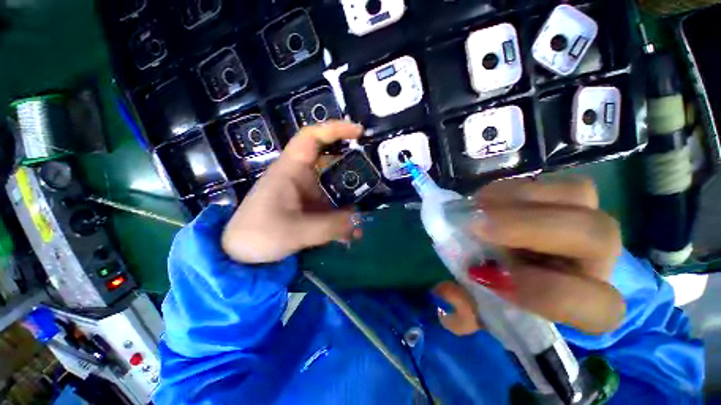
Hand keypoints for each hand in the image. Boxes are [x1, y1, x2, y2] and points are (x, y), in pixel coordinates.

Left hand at [222, 121, 362, 263]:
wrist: (241, 254)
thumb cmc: (259, 234)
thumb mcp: (296, 232)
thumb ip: (331, 227)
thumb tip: (359, 221)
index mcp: (291, 170)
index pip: (312, 137)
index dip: (335, 129)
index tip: (359, 132)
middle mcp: (301, 177)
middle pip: (330, 161)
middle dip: (352, 166)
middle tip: (373, 172)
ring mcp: (306, 193)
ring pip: (334, 188)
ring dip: (350, 201)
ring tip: (366, 214)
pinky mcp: (309, 208)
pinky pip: (331, 207)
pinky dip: (342, 218)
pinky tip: (352, 235)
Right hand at [433, 177, 624, 335]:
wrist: (522, 262)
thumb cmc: (509, 293)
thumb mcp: (485, 312)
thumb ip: (467, 314)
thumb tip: (450, 294)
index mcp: (588, 304)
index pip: (598, 305)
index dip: (544, 292)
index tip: (485, 277)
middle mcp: (598, 260)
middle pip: (596, 235)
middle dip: (528, 228)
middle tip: (475, 226)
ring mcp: (586, 219)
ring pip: (577, 194)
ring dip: (518, 197)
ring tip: (477, 206)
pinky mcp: (567, 197)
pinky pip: (550, 181)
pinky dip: (511, 187)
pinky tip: (485, 199)